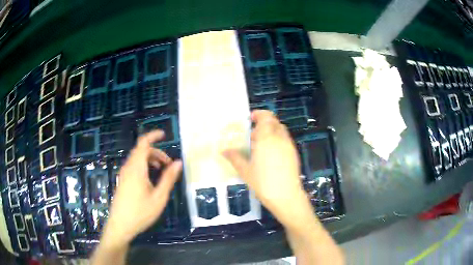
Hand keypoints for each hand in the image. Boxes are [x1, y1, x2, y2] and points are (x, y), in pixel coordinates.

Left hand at [102, 130, 182, 246]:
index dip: (153, 135)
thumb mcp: (159, 197)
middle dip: (156, 152)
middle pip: (141, 151)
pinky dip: (144, 166)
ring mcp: (124, 174)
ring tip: (161, 170)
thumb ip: (168, 178)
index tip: (164, 135)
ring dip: (150, 159)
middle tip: (169, 164)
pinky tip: (150, 179)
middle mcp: (128, 167)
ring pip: (137, 158)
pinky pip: (134, 166)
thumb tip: (178, 162)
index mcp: (136, 168)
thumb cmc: (141, 212)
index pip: (143, 143)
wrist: (120, 225)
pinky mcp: (123, 180)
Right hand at [223, 110, 311, 227]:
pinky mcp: (294, 153)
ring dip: (271, 131)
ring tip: (260, 145)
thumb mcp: (245, 170)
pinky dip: (277, 140)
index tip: (250, 118)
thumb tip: (223, 150)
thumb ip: (234, 157)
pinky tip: (270, 154)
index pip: (266, 117)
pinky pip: (285, 139)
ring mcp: (289, 145)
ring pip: (281, 130)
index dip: (259, 114)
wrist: (286, 195)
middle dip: (264, 123)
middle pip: (274, 122)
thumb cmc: (263, 182)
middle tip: (253, 134)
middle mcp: (279, 138)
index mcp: (266, 138)